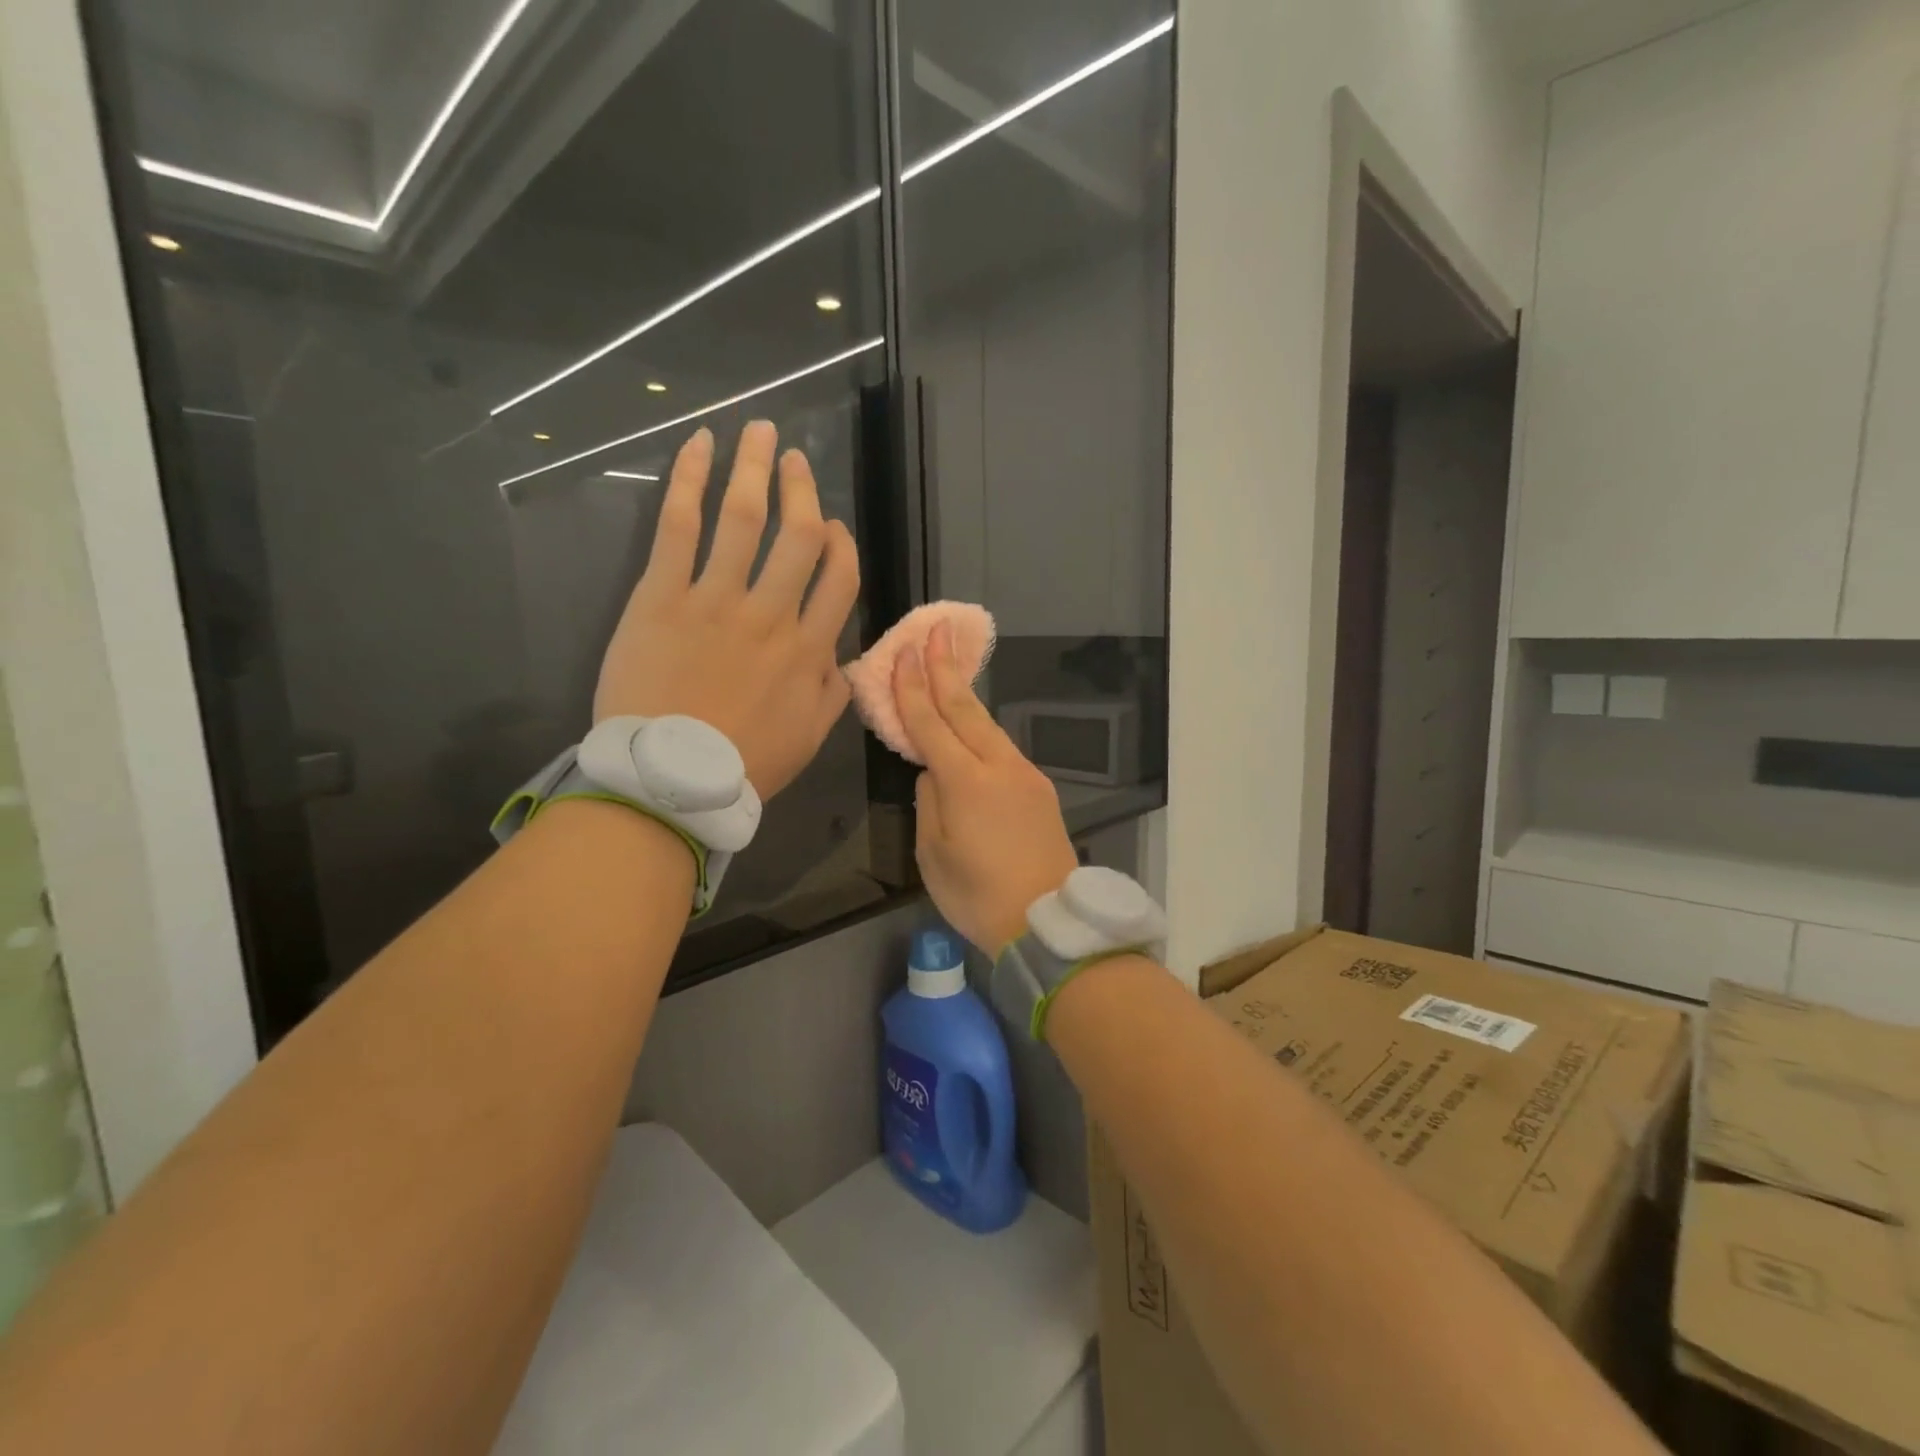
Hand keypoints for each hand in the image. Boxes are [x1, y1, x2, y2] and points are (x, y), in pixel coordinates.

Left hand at [595, 421, 859, 798]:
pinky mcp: (661, 596)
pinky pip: (679, 526)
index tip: (831, 526)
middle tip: (795, 458)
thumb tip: (839, 653)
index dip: (841, 543)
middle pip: (797, 536)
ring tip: (760, 431)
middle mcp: (770, 614)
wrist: (669, 780)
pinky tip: (700, 445)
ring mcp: (715, 599)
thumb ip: (832, 689)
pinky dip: (690, 480)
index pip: (839, 578)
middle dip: (801, 489)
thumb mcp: (810, 736)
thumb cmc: (744, 763)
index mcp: (808, 648)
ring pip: (743, 519)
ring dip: (755, 468)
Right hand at [896, 622, 1078, 952]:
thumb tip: (932, 772)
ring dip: (965, 694)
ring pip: (988, 725)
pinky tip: (971, 724)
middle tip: (935, 631)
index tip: (903, 653)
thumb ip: (929, 802)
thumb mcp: (933, 853)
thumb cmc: (977, 895)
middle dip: (945, 668)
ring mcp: (1024, 775)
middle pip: (966, 708)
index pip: (930, 723)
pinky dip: (981, 728)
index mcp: (965, 781)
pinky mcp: (1039, 789)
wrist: (1047, 920)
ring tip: (948, 667)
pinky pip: (1003, 748)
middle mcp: (998, 766)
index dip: (912, 688)